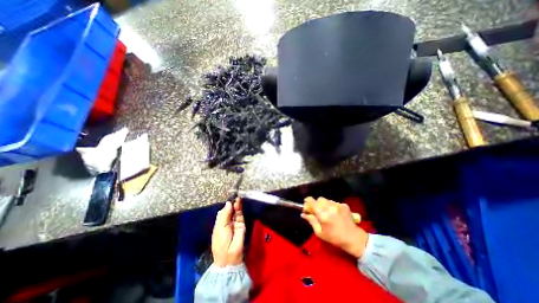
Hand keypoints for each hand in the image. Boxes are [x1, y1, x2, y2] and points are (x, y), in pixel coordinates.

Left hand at [210, 198, 245, 267]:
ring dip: (236, 205)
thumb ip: (225, 215)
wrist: (229, 255)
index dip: (226, 205)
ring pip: (236, 211)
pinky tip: (238, 203)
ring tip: (237, 199)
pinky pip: (240, 215)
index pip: (223, 212)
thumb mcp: (220, 227)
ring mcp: (235, 223)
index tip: (229, 199)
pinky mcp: (241, 224)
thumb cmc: (221, 242)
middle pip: (230, 210)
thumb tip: (228, 203)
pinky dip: (240, 209)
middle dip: (232, 204)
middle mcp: (228, 222)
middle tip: (234, 198)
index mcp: (220, 223)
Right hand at [301, 197, 367, 257]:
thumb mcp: (320, 233)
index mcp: (323, 215)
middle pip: (319, 199)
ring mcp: (338, 205)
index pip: (312, 201)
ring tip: (327, 212)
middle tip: (318, 211)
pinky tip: (335, 213)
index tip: (307, 204)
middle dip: (317, 203)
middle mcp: (330, 208)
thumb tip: (303, 214)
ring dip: (324, 204)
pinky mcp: (344, 205)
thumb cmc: (334, 238)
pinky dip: (332, 206)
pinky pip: (334, 202)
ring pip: (327, 200)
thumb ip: (311, 221)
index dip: (307, 201)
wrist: (353, 239)